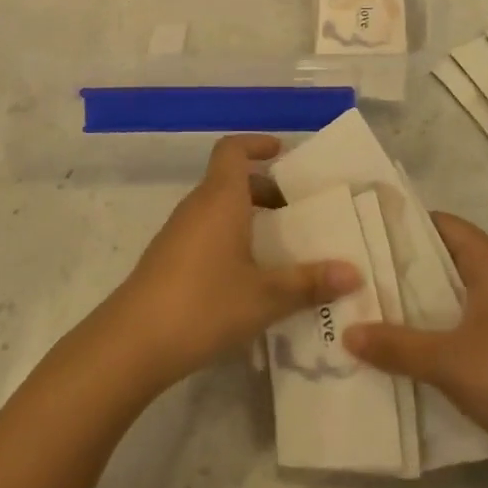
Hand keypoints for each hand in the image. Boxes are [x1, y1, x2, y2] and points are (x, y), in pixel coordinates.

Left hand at [103, 135, 360, 391]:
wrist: (133, 343)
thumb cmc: (204, 304)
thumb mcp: (266, 296)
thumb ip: (309, 282)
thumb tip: (354, 272)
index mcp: (221, 199)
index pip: (232, 149)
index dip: (256, 144)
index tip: (281, 153)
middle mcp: (197, 206)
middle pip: (230, 181)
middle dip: (264, 190)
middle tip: (297, 213)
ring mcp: (178, 233)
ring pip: (218, 209)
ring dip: (248, 218)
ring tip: (280, 249)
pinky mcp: (167, 259)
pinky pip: (206, 233)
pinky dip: (230, 239)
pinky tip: (248, 278)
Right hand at [344, 212, 487, 469]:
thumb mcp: (447, 360)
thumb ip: (395, 345)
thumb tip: (347, 332)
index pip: (441, 224)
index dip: (403, 225)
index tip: (362, 234)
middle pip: (445, 259)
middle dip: (404, 269)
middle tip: (357, 276)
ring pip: (455, 295)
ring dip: (420, 304)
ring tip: (373, 311)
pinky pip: (467, 325)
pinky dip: (440, 330)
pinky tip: (410, 350)